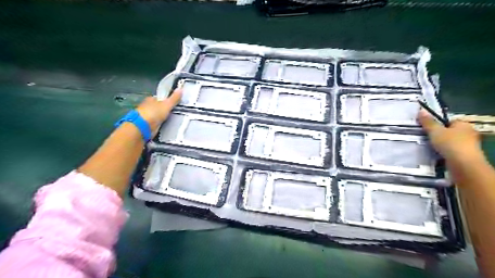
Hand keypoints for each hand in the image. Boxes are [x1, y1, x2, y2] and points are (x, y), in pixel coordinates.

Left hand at [134, 89, 181, 135]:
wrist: (143, 126)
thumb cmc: (154, 113)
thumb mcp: (167, 104)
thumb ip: (174, 98)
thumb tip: (181, 89)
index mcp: (150, 99)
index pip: (159, 98)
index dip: (166, 100)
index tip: (173, 103)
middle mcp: (147, 106)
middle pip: (158, 107)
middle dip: (164, 110)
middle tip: (174, 113)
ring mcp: (146, 116)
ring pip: (157, 115)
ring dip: (162, 118)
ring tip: (172, 120)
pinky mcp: (147, 125)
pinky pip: (156, 123)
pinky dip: (160, 124)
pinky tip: (166, 126)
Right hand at [415, 108, 481, 164]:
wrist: (463, 164)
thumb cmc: (450, 144)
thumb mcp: (435, 131)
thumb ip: (428, 122)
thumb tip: (421, 111)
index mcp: (463, 124)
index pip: (449, 121)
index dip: (438, 124)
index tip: (427, 129)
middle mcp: (468, 133)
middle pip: (449, 132)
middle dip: (438, 135)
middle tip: (425, 137)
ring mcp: (468, 146)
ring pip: (449, 142)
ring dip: (440, 145)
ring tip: (427, 147)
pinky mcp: (464, 156)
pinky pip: (450, 152)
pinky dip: (443, 153)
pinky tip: (435, 155)